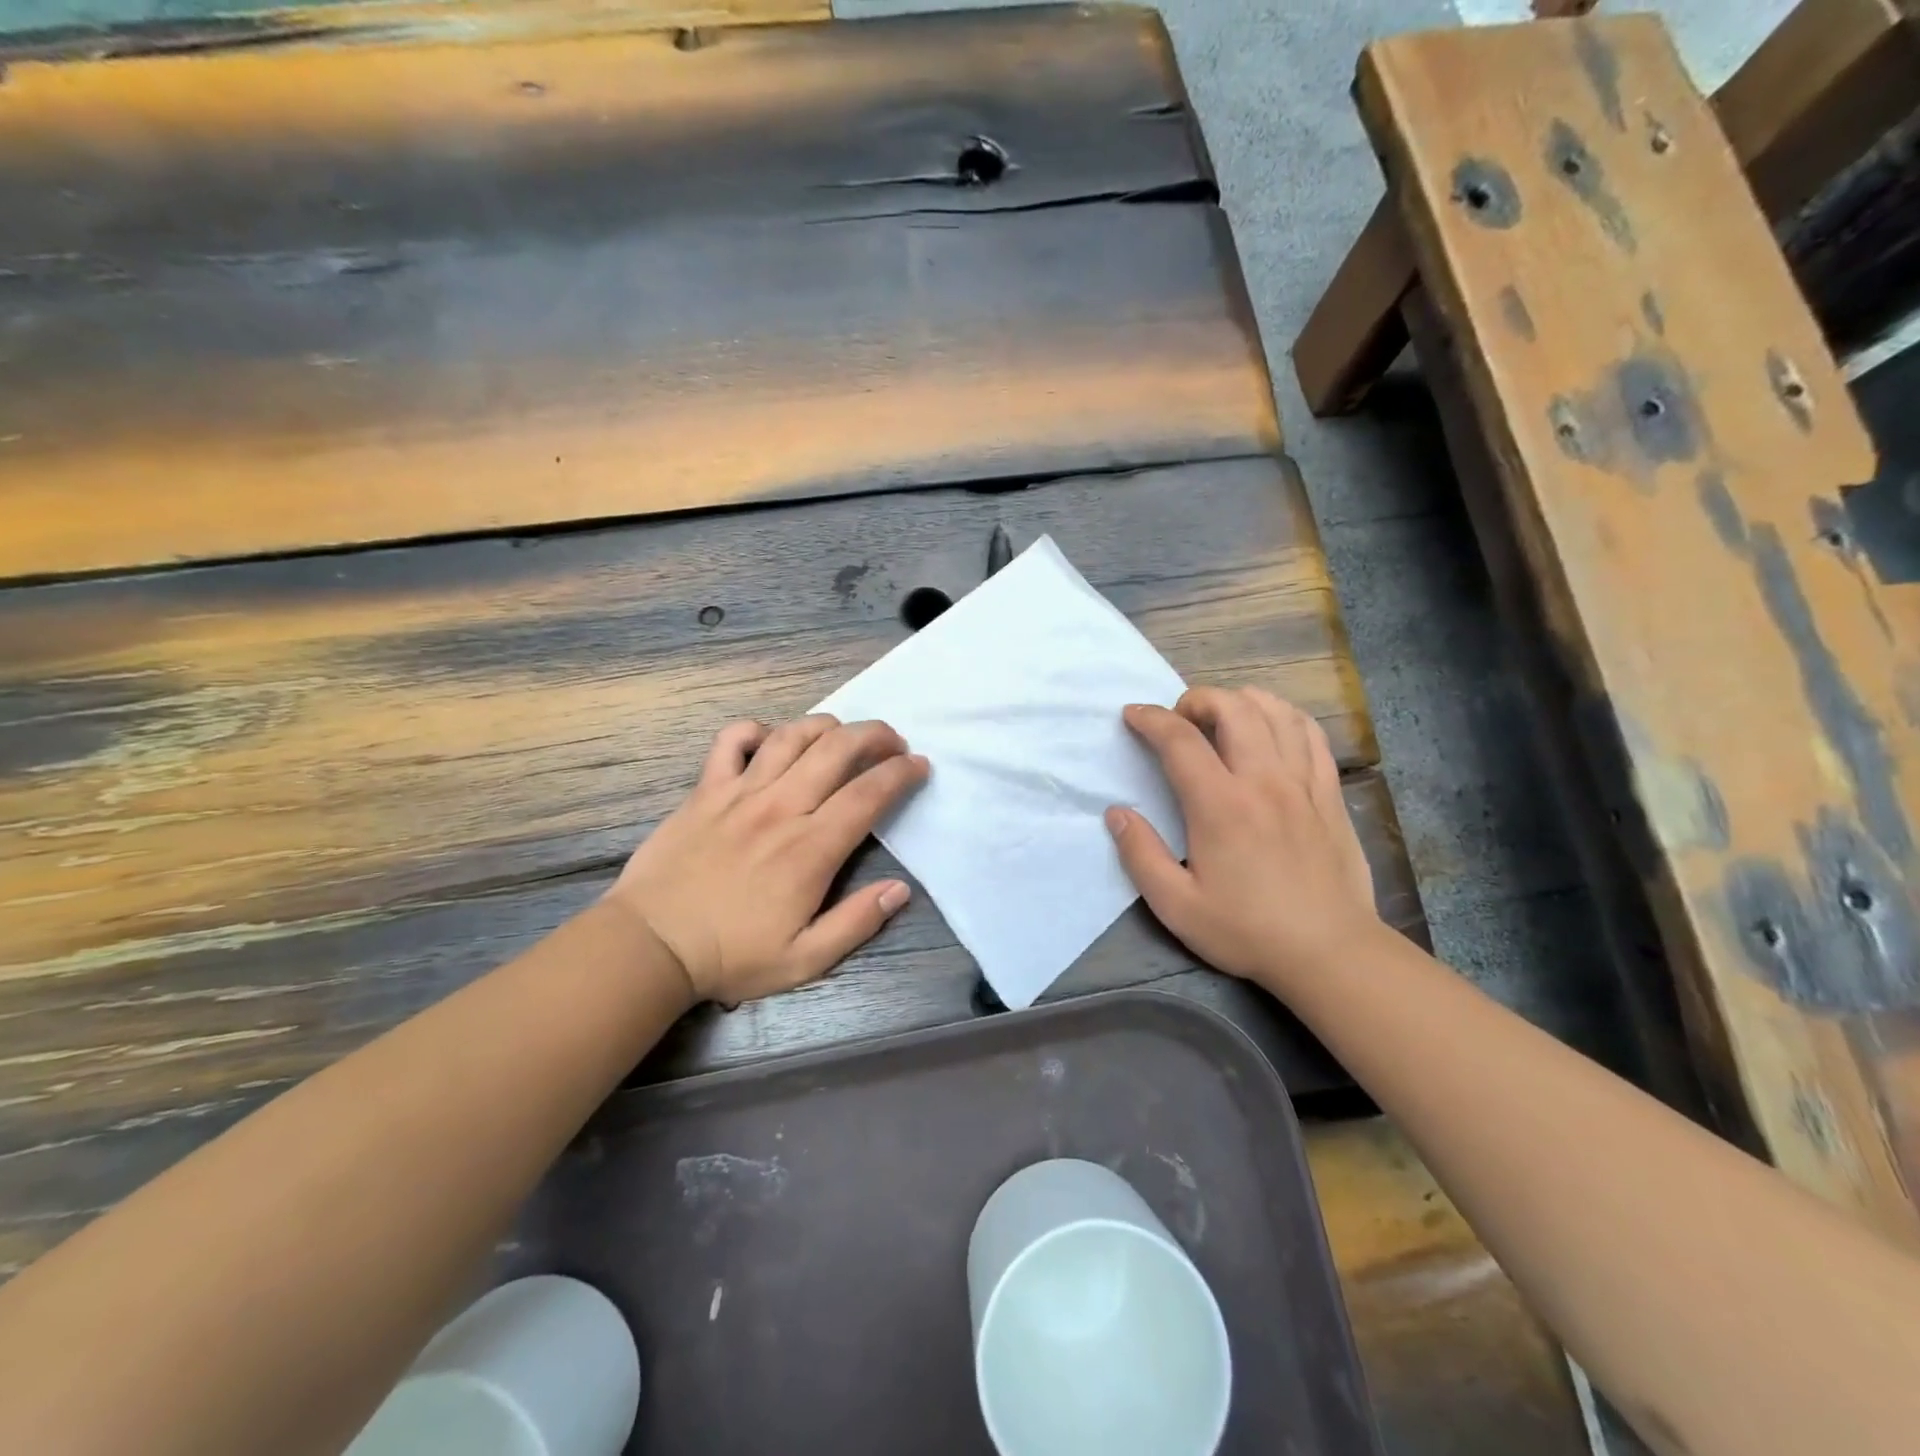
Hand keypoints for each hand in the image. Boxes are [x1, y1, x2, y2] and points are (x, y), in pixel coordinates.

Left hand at [608, 715, 928, 1005]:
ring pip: (791, 736)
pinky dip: (756, 730)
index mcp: (810, 849)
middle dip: (874, 735)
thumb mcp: (804, 959)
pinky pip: (731, 741)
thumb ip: (857, 922)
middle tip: (892, 742)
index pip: (868, 795)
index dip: (901, 774)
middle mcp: (780, 808)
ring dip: (826, 726)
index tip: (919, 766)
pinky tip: (770, 739)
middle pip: (836, 750)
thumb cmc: (730, 956)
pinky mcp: (705, 790)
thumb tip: (900, 889)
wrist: (649, 945)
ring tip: (843, 734)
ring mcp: (739, 793)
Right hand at [1106, 687, 1378, 988]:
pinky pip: (1310, 734)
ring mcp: (1303, 782)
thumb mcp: (1177, 906)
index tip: (1133, 715)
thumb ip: (1141, 855)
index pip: (1180, 739)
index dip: (1150, 718)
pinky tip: (1270, 728)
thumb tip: (1117, 813)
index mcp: (1220, 806)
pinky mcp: (1329, 793)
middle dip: (1196, 699)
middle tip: (1179, 720)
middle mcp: (1263, 781)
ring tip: (1221, 718)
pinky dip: (1284, 717)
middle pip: (1232, 708)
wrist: (1330, 953)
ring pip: (1275, 711)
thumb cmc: (1247, 931)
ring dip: (1240, 701)